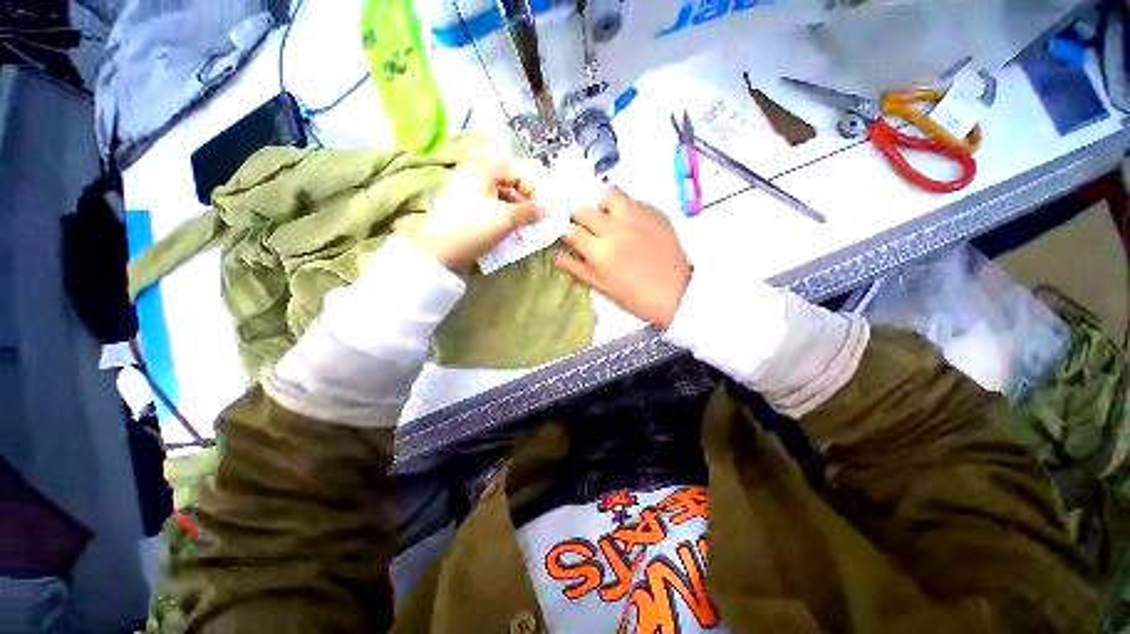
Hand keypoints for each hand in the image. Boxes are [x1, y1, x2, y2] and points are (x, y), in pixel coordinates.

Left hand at [396, 156, 540, 270]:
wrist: (438, 251)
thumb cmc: (475, 228)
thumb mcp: (507, 218)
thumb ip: (531, 211)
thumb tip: (550, 208)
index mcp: (481, 168)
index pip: (514, 171)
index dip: (530, 188)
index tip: (538, 208)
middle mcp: (471, 174)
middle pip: (504, 182)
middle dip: (521, 200)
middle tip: (529, 218)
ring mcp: (463, 192)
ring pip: (495, 196)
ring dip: (511, 209)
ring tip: (518, 227)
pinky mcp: (459, 209)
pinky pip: (485, 206)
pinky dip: (498, 215)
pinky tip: (504, 230)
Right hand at [556, 188, 691, 329]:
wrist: (676, 293)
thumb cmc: (634, 297)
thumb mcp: (601, 287)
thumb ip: (576, 268)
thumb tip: (555, 255)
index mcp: (600, 250)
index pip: (571, 231)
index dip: (564, 232)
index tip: (566, 235)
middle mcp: (615, 227)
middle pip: (585, 209)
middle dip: (579, 217)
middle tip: (584, 228)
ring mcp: (636, 216)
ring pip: (608, 194)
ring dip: (600, 204)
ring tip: (603, 217)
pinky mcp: (654, 212)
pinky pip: (631, 200)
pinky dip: (623, 208)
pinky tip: (627, 222)